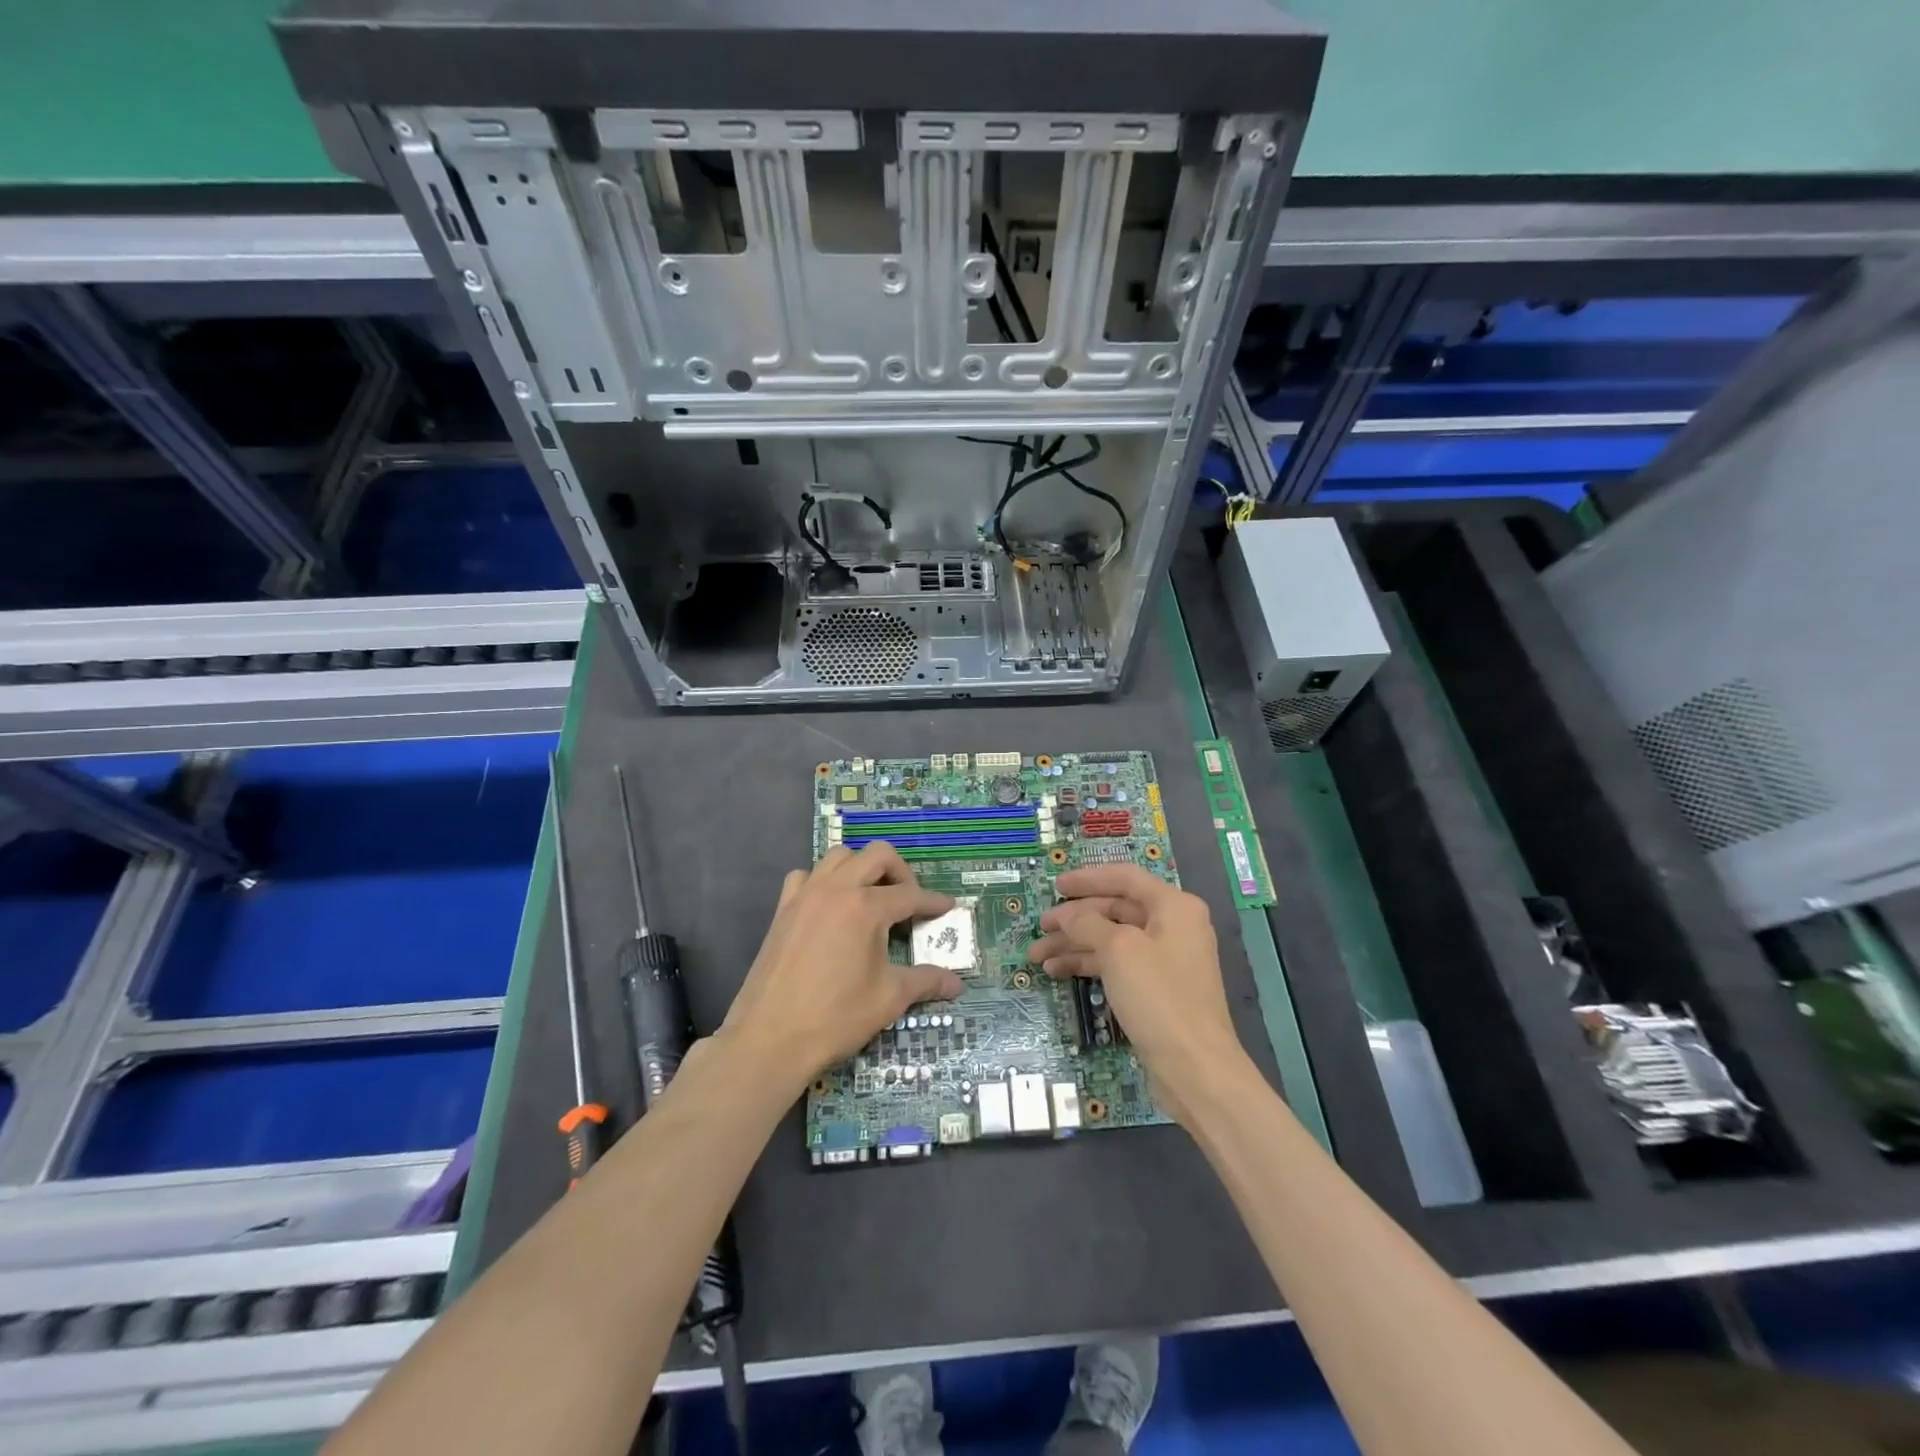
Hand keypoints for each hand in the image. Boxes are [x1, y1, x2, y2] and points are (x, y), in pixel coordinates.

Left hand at [720, 843, 963, 1095]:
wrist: (769, 1039)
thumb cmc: (835, 1017)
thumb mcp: (889, 999)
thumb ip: (925, 981)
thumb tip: (956, 983)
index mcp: (866, 907)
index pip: (910, 894)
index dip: (934, 901)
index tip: (948, 907)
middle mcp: (836, 889)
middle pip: (877, 855)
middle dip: (901, 872)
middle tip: (909, 902)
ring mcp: (805, 895)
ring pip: (840, 856)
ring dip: (862, 869)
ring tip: (871, 898)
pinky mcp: (783, 909)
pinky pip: (805, 876)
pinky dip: (822, 881)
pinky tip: (830, 907)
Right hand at [1028, 864, 1246, 1122]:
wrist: (1195, 1068)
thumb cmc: (1159, 996)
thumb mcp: (1118, 950)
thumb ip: (1087, 923)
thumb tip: (1066, 915)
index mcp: (1173, 906)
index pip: (1124, 878)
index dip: (1087, 879)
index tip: (1055, 885)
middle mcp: (1172, 927)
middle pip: (1115, 909)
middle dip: (1074, 919)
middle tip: (1040, 928)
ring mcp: (1164, 960)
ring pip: (1111, 940)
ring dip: (1074, 944)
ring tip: (1037, 957)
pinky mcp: (1155, 989)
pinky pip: (1116, 965)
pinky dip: (1088, 964)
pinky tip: (1057, 971)